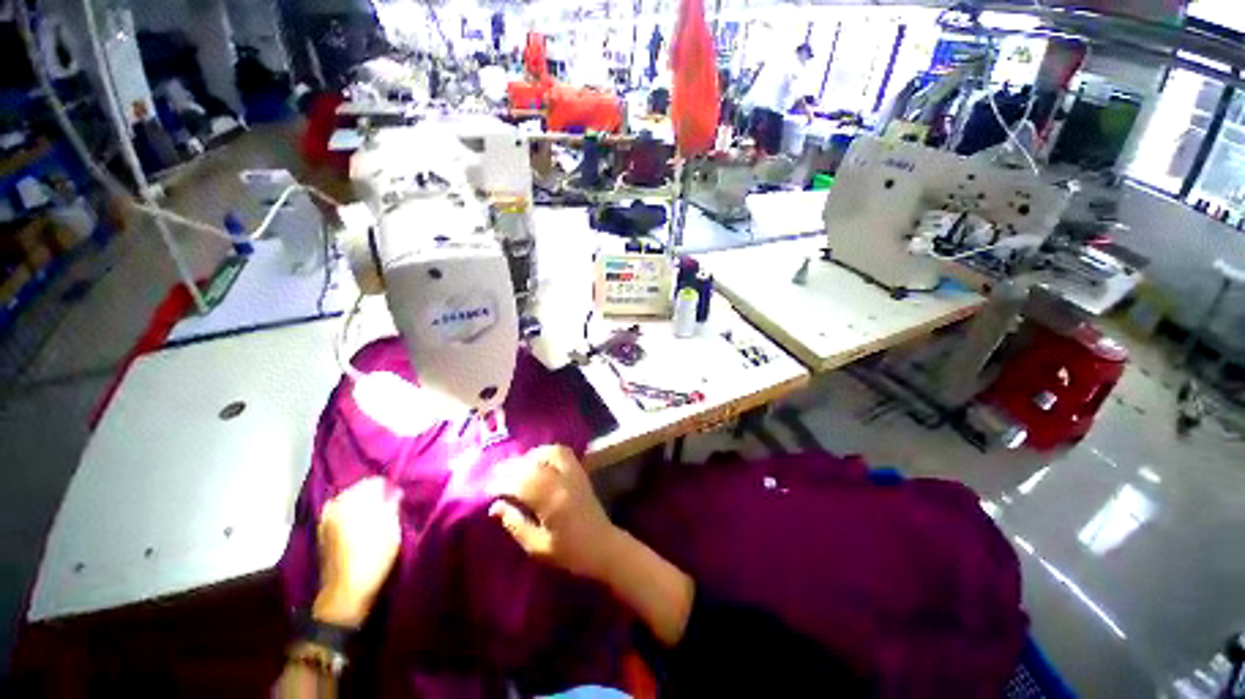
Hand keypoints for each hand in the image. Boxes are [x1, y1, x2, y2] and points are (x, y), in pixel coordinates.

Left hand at [312, 477, 402, 627]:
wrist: (346, 595)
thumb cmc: (371, 558)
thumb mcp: (389, 527)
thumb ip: (391, 504)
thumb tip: (394, 491)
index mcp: (346, 503)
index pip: (372, 482)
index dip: (389, 486)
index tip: (401, 495)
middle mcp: (332, 509)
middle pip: (360, 492)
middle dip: (377, 496)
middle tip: (394, 504)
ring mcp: (326, 524)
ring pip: (353, 505)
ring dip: (368, 507)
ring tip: (384, 516)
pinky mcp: (326, 537)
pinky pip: (346, 516)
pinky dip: (358, 517)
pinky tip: (370, 526)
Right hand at [487, 445, 621, 581]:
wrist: (602, 546)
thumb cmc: (569, 552)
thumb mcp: (537, 546)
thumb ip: (516, 524)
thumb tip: (495, 506)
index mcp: (552, 501)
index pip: (522, 483)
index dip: (502, 482)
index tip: (487, 488)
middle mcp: (563, 481)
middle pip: (533, 465)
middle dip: (511, 466)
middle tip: (495, 474)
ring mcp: (574, 473)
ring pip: (549, 452)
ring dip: (530, 455)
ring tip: (515, 466)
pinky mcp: (580, 471)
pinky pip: (562, 452)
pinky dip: (545, 452)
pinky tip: (536, 461)